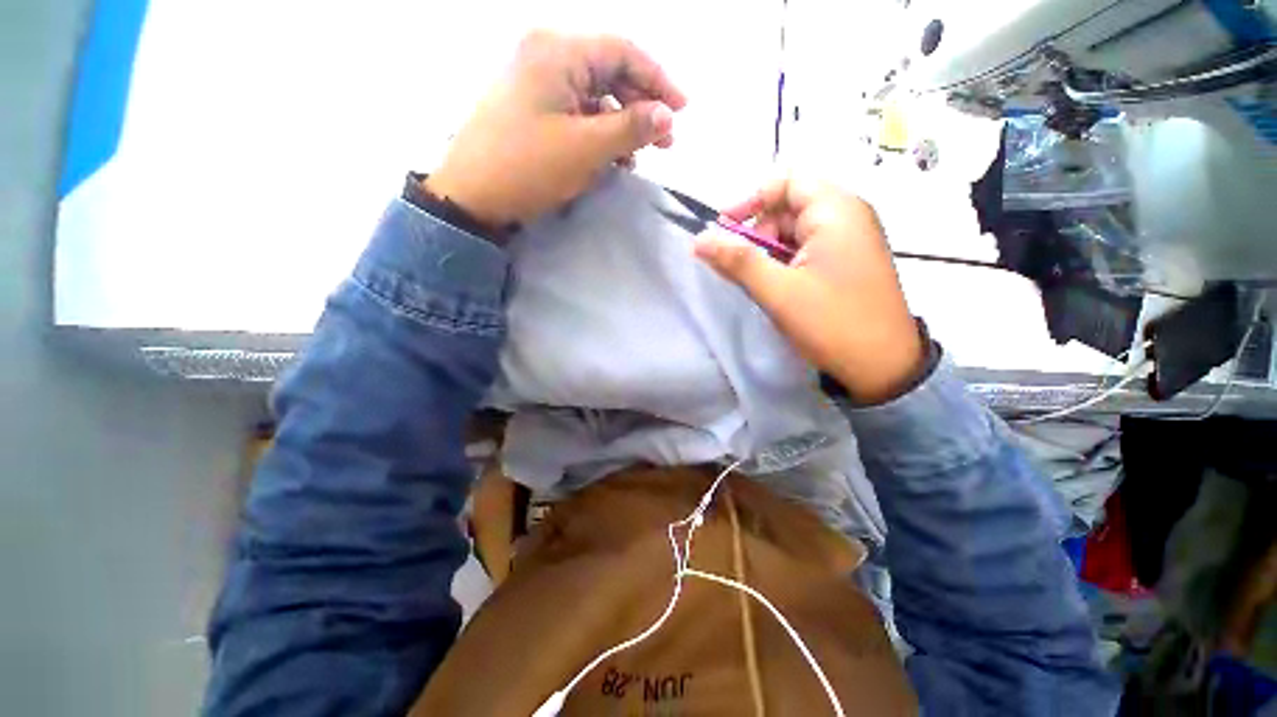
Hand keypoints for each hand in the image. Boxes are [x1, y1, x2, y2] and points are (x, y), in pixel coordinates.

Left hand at [425, 31, 686, 226]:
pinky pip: (576, 110)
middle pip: (609, 71)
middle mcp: (546, 54)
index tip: (682, 110)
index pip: (623, 51)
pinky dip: (598, 131)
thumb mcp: (587, 148)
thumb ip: (631, 127)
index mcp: (558, 51)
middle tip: (664, 141)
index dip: (658, 80)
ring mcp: (535, 80)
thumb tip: (667, 115)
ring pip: (594, 94)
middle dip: (641, 105)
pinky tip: (610, 156)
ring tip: (637, 156)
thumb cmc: (529, 167)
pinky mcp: (530, 106)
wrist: (472, 195)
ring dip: (620, 123)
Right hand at [694, 178, 924, 403]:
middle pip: (790, 206)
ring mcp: (852, 240)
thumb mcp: (778, 291)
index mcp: (836, 211)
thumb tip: (698, 240)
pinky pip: (809, 248)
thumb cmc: (832, 323)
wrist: (884, 367)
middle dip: (759, 231)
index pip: (786, 182)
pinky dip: (786, 261)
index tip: (724, 229)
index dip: (751, 200)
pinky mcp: (849, 262)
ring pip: (797, 231)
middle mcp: (848, 216)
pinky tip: (779, 286)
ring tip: (761, 281)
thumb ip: (737, 262)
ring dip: (770, 250)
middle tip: (745, 266)